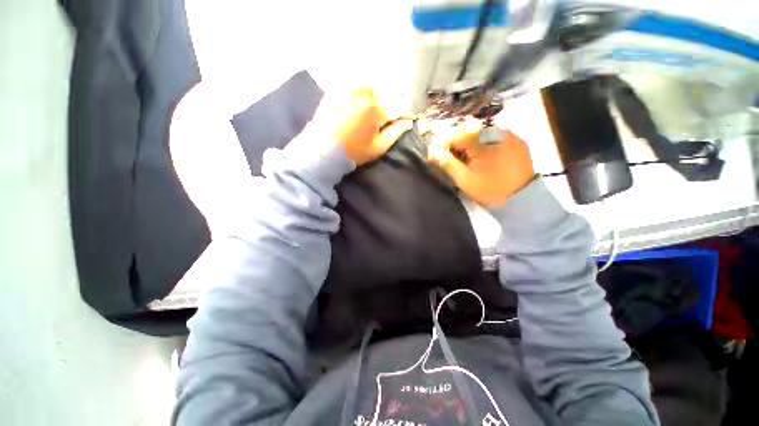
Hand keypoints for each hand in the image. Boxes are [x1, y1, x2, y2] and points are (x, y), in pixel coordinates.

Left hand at [307, 88, 412, 165]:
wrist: (322, 150)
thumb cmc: (353, 152)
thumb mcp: (377, 148)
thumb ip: (395, 133)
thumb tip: (409, 122)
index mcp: (376, 109)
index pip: (396, 107)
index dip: (401, 114)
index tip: (404, 119)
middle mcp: (363, 94)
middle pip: (383, 95)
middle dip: (385, 106)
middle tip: (379, 120)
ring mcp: (347, 89)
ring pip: (368, 88)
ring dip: (371, 97)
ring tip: (365, 113)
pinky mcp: (335, 90)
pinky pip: (352, 86)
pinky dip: (357, 93)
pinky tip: (354, 107)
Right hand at [427, 120, 534, 207]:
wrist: (521, 199)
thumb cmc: (489, 190)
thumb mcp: (464, 179)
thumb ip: (446, 163)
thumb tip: (430, 151)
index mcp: (483, 140)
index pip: (456, 135)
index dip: (446, 147)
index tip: (442, 159)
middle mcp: (497, 131)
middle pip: (469, 133)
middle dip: (459, 147)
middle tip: (458, 164)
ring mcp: (510, 134)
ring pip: (482, 134)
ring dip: (472, 146)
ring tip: (472, 163)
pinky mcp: (518, 141)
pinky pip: (495, 138)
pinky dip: (486, 146)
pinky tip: (486, 160)